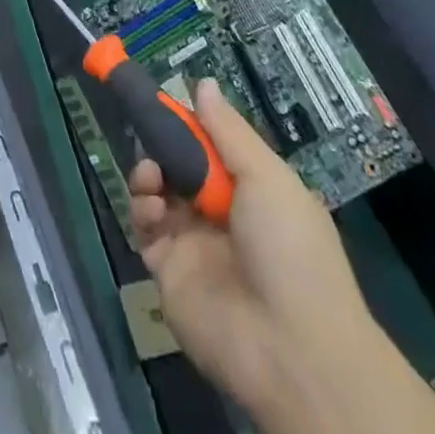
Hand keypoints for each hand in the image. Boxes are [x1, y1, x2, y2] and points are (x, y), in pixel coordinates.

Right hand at [130, 80, 397, 433]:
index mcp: (252, 190)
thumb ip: (228, 131)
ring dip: (148, 174)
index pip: (211, 146)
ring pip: (158, 194)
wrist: (293, 350)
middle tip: (152, 133)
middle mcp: (221, 213)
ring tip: (151, 175)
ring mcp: (194, 244)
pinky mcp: (170, 273)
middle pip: (180, 166)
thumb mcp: (268, 177)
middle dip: (163, 146)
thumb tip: (203, 83)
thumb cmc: (290, 249)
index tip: (163, 101)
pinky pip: (146, 231)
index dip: (188, 124)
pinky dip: (142, 210)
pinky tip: (150, 204)